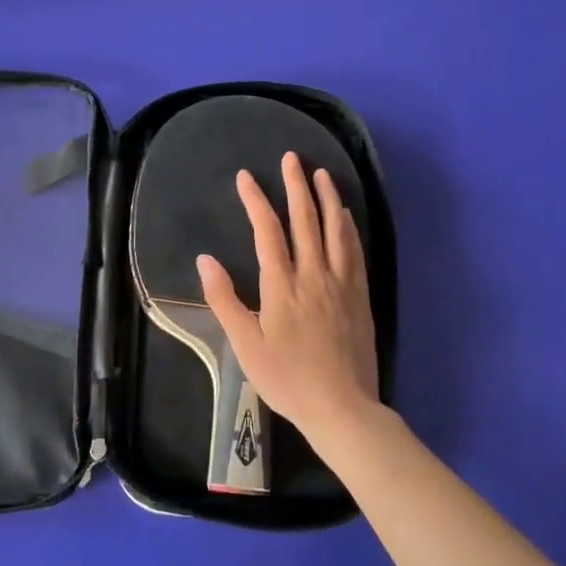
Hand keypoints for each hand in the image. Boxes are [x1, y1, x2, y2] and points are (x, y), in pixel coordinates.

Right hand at [197, 153, 380, 450]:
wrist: (341, 407)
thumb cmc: (287, 378)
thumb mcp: (245, 344)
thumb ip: (224, 300)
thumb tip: (205, 259)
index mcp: (282, 284)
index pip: (267, 230)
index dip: (256, 200)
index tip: (246, 176)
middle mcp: (313, 274)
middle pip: (305, 220)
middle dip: (296, 186)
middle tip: (291, 158)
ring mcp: (341, 283)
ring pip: (335, 229)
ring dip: (328, 198)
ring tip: (322, 174)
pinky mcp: (360, 295)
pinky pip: (355, 251)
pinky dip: (349, 227)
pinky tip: (346, 216)